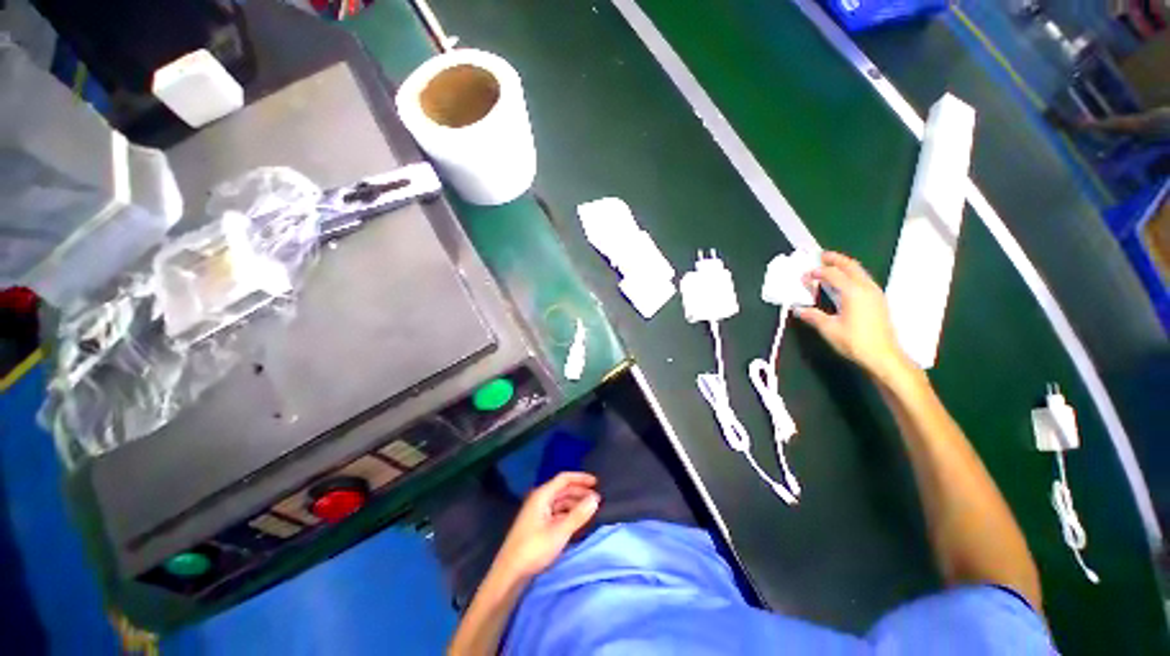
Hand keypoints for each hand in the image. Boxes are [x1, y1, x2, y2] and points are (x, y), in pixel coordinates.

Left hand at [492, 472, 599, 581]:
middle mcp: (539, 499)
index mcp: (542, 495)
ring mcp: (537, 512)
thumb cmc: (534, 548)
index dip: (580, 478)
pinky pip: (556, 512)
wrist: (509, 573)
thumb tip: (595, 498)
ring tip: (589, 510)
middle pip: (562, 489)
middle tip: (596, 498)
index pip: (564, 479)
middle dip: (579, 492)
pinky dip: (568, 513)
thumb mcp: (560, 531)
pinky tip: (576, 521)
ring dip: (574, 503)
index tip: (597, 482)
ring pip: (560, 502)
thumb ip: (579, 514)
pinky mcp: (537, 525)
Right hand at [795, 251, 913, 381]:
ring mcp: (875, 293)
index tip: (805, 275)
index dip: (817, 272)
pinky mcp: (878, 301)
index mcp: (853, 292)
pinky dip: (852, 275)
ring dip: (845, 266)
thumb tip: (798, 309)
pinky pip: (863, 280)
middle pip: (851, 266)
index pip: (833, 274)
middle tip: (822, 255)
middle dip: (836, 259)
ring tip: (832, 266)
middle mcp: (866, 288)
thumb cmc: (855, 341)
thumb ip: (813, 316)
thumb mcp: (829, 329)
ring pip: (859, 272)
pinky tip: (844, 283)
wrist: (883, 356)